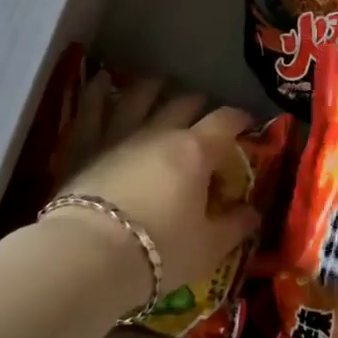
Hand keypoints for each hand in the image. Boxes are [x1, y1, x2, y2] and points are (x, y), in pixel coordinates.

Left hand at [47, 74, 262, 306]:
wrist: (87, 258)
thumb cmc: (158, 253)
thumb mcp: (208, 249)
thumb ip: (233, 226)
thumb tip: (253, 212)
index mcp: (195, 151)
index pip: (225, 122)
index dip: (239, 119)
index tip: (247, 124)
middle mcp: (159, 132)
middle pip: (183, 104)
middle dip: (198, 104)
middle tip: (204, 109)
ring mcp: (119, 135)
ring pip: (138, 97)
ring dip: (151, 88)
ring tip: (158, 84)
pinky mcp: (84, 146)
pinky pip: (90, 111)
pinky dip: (96, 92)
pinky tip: (99, 79)